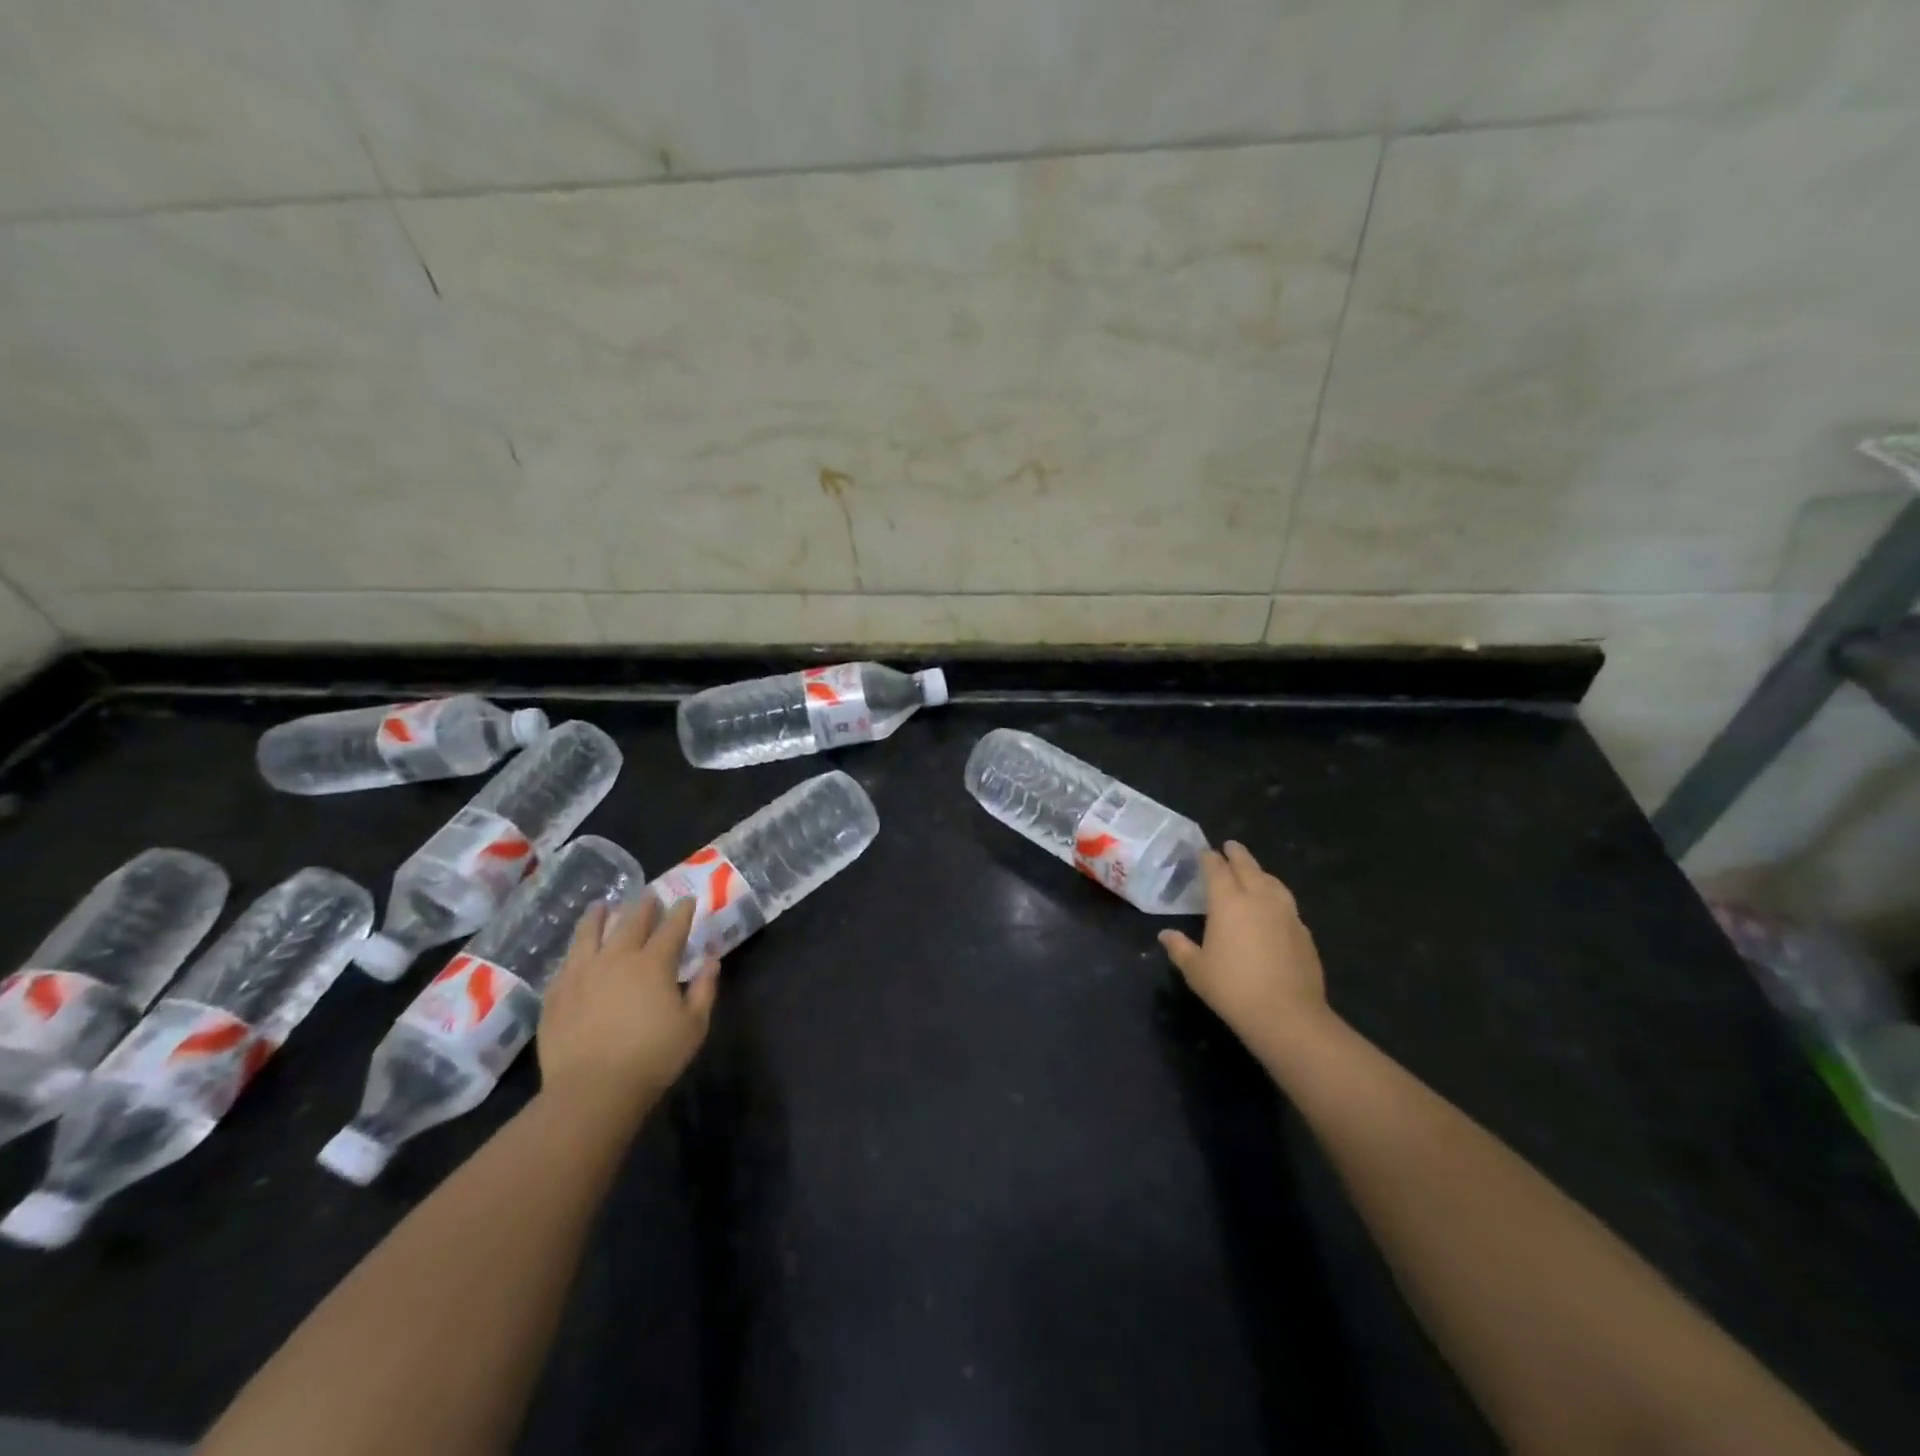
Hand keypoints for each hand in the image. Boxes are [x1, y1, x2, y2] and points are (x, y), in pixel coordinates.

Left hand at [538, 896, 718, 1127]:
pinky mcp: (555, 995)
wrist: (591, 1091)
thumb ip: (704, 990)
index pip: (672, 928)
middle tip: (649, 895)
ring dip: (599, 917)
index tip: (686, 900)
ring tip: (602, 906)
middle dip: (644, 906)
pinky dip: (575, 950)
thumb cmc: (652, 1058)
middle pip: (631, 922)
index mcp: (653, 964)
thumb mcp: (694, 1026)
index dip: (681, 912)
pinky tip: (576, 951)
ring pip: (590, 934)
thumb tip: (711, 961)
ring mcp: (581, 974)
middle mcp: (616, 959)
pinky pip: (566, 963)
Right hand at [1159, 841, 1334, 1059]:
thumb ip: (1180, 948)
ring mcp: (1286, 914)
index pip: (1217, 869)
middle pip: (1248, 867)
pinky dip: (1277, 897)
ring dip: (1261, 872)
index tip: (1204, 852)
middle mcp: (1258, 899)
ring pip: (1272, 882)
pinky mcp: (1304, 932)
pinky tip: (1274, 909)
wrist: (1287, 1014)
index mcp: (1228, 902)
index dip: (1209, 858)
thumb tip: (1165, 935)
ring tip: (1255, 872)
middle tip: (1230, 846)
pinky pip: (1287, 904)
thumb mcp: (1196, 970)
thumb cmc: (1232, 988)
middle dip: (1237, 855)